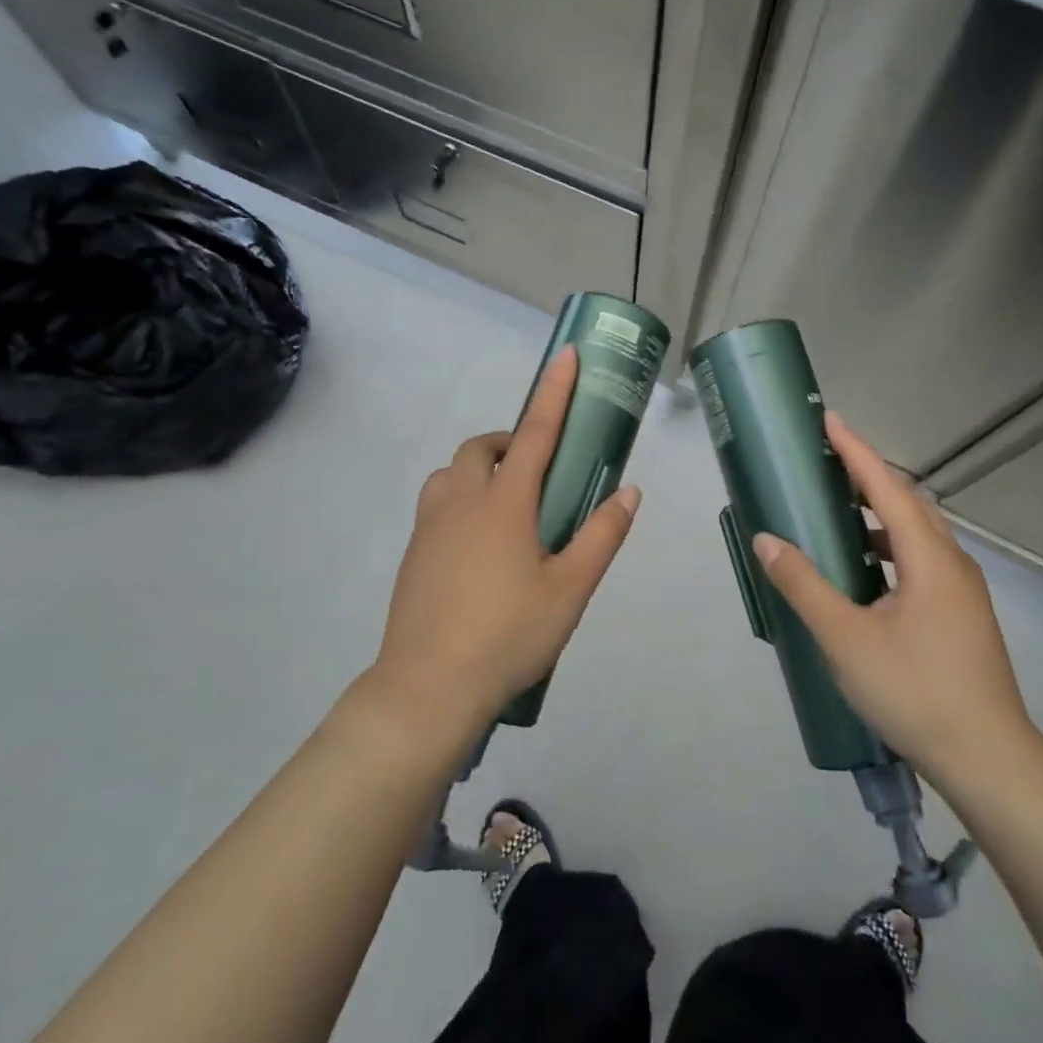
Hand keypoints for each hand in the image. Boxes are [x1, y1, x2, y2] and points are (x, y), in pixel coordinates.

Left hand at [368, 345, 640, 742]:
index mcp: (505, 503)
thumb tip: (629, 492)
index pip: (537, 432)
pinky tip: (478, 548)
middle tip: (539, 474)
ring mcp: (430, 525)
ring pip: (452, 473)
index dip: (554, 391)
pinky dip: (461, 502)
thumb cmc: (508, 634)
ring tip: (508, 510)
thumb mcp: (571, 589)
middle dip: (511, 443)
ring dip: (480, 471)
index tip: (565, 355)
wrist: (428, 688)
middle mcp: (462, 501)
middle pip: (483, 447)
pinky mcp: (413, 552)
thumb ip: (602, 536)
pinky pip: (437, 505)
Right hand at [751, 411, 1041, 794]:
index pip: (887, 487)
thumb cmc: (915, 691)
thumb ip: (804, 585)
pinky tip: (866, 570)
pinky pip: (922, 559)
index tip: (829, 420)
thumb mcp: (845, 638)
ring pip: (918, 533)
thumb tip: (767, 540)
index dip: (856, 451)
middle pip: (907, 502)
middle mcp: (952, 563)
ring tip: (839, 510)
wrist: (990, 761)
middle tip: (827, 461)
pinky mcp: (962, 614)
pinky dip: (890, 546)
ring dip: (880, 512)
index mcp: (929, 558)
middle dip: (867, 475)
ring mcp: (962, 590)